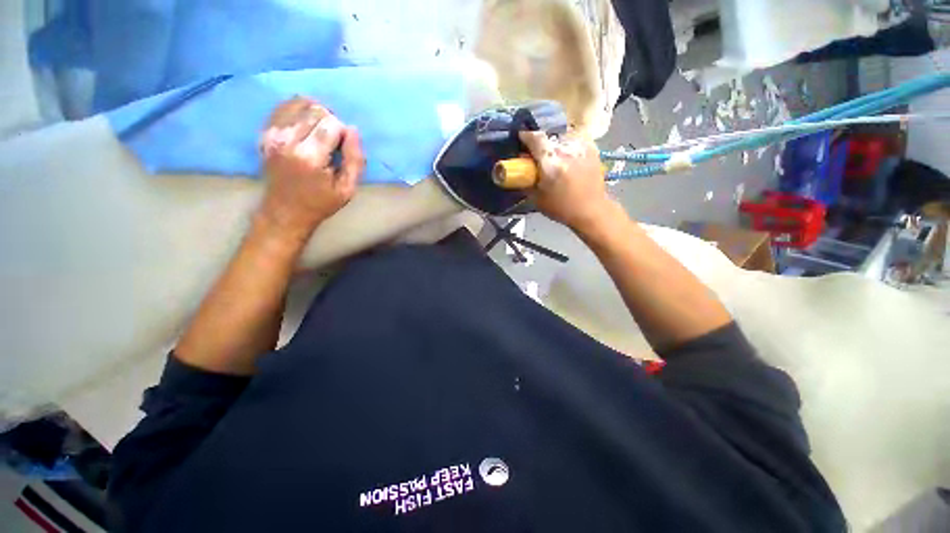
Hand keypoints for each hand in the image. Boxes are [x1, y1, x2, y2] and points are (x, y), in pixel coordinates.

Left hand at [256, 97, 365, 244]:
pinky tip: (305, 124)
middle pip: (316, 110)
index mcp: (310, 157)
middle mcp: (288, 140)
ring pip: (299, 103)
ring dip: (315, 113)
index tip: (343, 149)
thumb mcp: (348, 189)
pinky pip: (283, 106)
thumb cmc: (321, 202)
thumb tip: (353, 130)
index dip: (344, 133)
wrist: (285, 211)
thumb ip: (355, 160)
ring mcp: (272, 134)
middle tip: (333, 140)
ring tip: (320, 130)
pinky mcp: (264, 133)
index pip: (332, 123)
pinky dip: (298, 110)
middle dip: (331, 121)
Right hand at [518, 130, 612, 231]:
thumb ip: (527, 182)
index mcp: (550, 162)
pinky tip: (568, 157)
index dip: (526, 136)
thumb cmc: (562, 208)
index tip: (521, 139)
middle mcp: (566, 150)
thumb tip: (520, 172)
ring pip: (562, 137)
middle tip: (538, 155)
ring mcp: (581, 147)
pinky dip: (569, 145)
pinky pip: (575, 140)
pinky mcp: (592, 149)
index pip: (535, 138)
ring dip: (556, 145)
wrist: (591, 210)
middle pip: (548, 137)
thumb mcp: (537, 199)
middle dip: (541, 144)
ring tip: (555, 157)